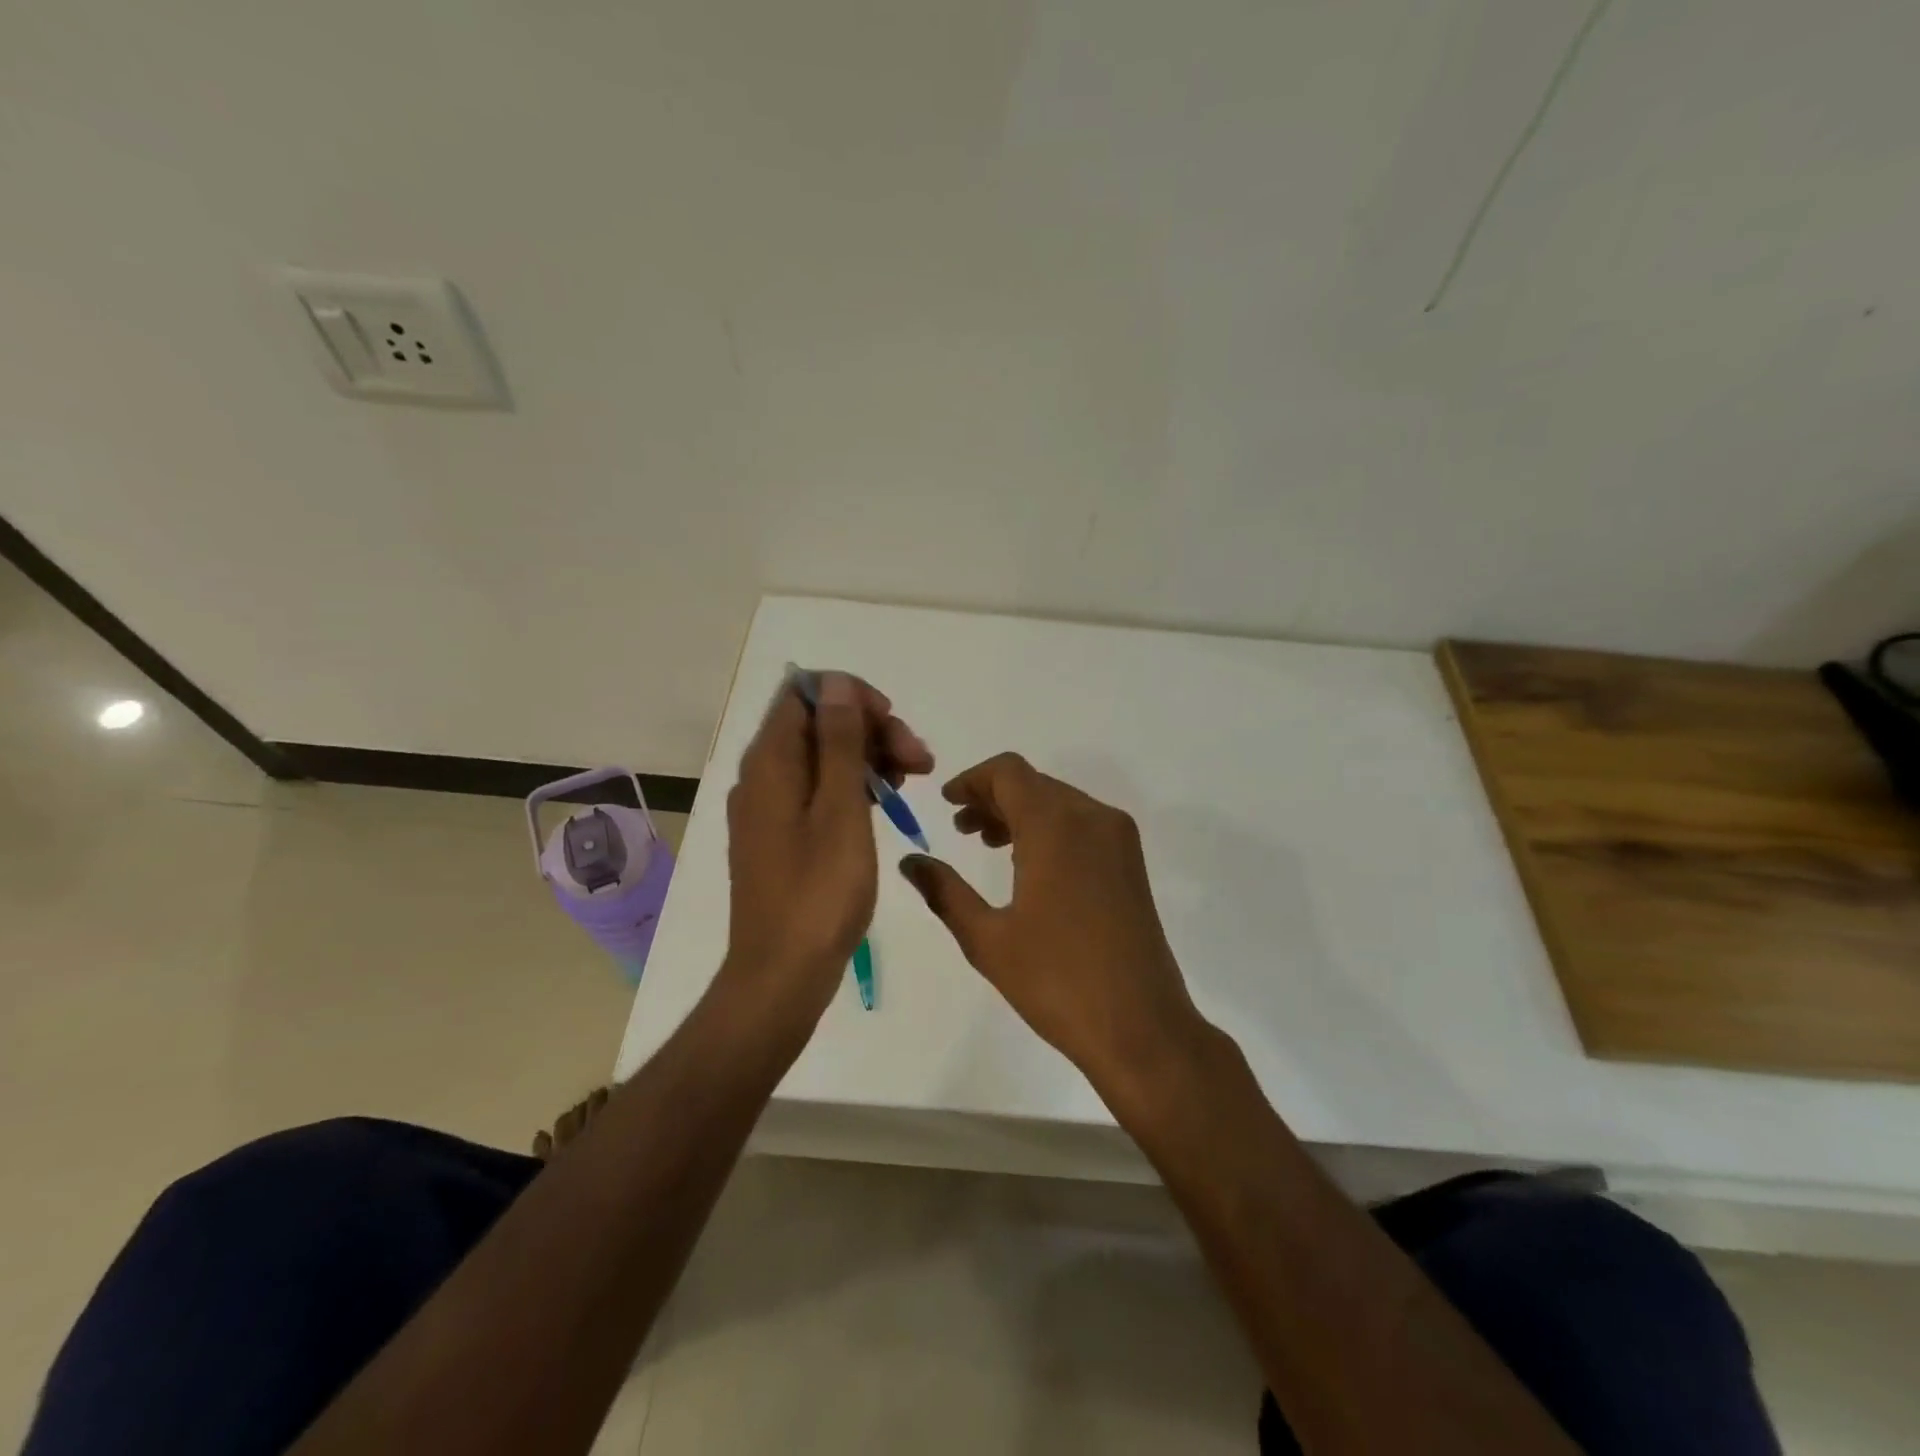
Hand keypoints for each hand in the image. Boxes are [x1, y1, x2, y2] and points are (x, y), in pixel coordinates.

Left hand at [720, 672, 932, 1026]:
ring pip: (822, 758)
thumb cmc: (819, 892)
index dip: (851, 696)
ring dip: (868, 758)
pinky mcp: (781, 836)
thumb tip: (835, 683)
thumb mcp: (840, 810)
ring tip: (913, 782)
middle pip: (817, 724)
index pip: (805, 693)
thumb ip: (838, 742)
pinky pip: (817, 791)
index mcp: (770, 762)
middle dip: (871, 730)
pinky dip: (853, 788)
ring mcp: (769, 808)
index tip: (892, 724)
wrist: (782, 974)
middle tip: (921, 762)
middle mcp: (762, 776)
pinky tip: (885, 805)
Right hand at [898, 753, 1199, 1086]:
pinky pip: (1082, 823)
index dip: (972, 779)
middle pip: (1034, 783)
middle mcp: (1092, 817)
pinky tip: (1027, 863)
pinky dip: (1049, 828)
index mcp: (1055, 826)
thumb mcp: (988, 939)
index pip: (1008, 772)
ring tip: (987, 843)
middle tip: (960, 828)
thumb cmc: (1057, 981)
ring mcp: (1118, 838)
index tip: (947, 803)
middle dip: (993, 797)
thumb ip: (945, 891)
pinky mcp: (1130, 862)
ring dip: (1021, 812)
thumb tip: (911, 861)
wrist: (1141, 1026)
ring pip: (1059, 801)